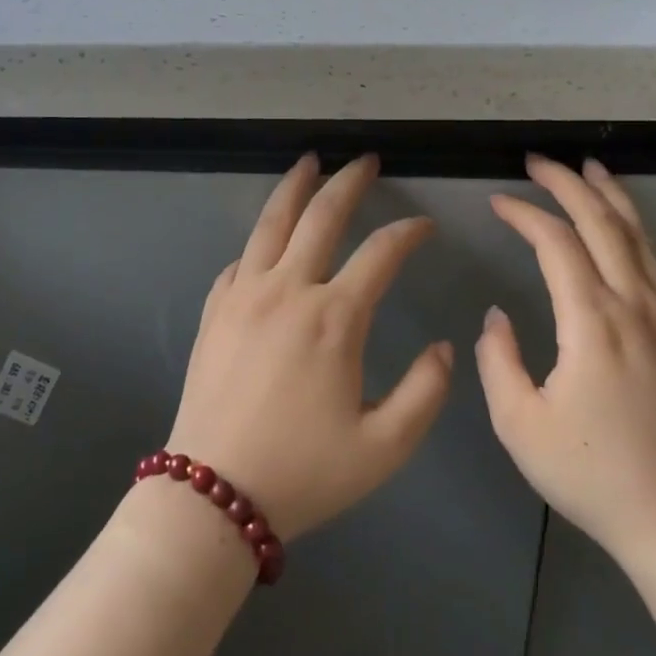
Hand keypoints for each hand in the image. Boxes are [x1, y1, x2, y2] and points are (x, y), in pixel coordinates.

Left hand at [166, 153, 454, 539]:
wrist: (212, 495)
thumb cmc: (304, 473)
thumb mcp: (384, 447)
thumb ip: (426, 393)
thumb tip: (443, 347)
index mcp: (334, 318)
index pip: (381, 253)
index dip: (408, 233)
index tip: (424, 226)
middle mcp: (288, 290)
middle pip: (322, 216)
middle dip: (349, 182)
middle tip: (364, 160)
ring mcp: (244, 294)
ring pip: (271, 222)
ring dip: (295, 186)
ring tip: (309, 161)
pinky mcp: (214, 309)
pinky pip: (240, 259)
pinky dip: (260, 240)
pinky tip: (266, 238)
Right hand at [476, 155, 655, 565]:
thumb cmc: (591, 474)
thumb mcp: (519, 424)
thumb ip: (496, 360)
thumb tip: (498, 316)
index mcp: (591, 321)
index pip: (556, 243)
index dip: (525, 214)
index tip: (496, 201)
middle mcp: (632, 305)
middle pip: (602, 223)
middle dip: (568, 183)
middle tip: (538, 161)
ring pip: (637, 236)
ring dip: (610, 196)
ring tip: (590, 168)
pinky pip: (655, 261)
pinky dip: (635, 228)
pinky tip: (625, 225)